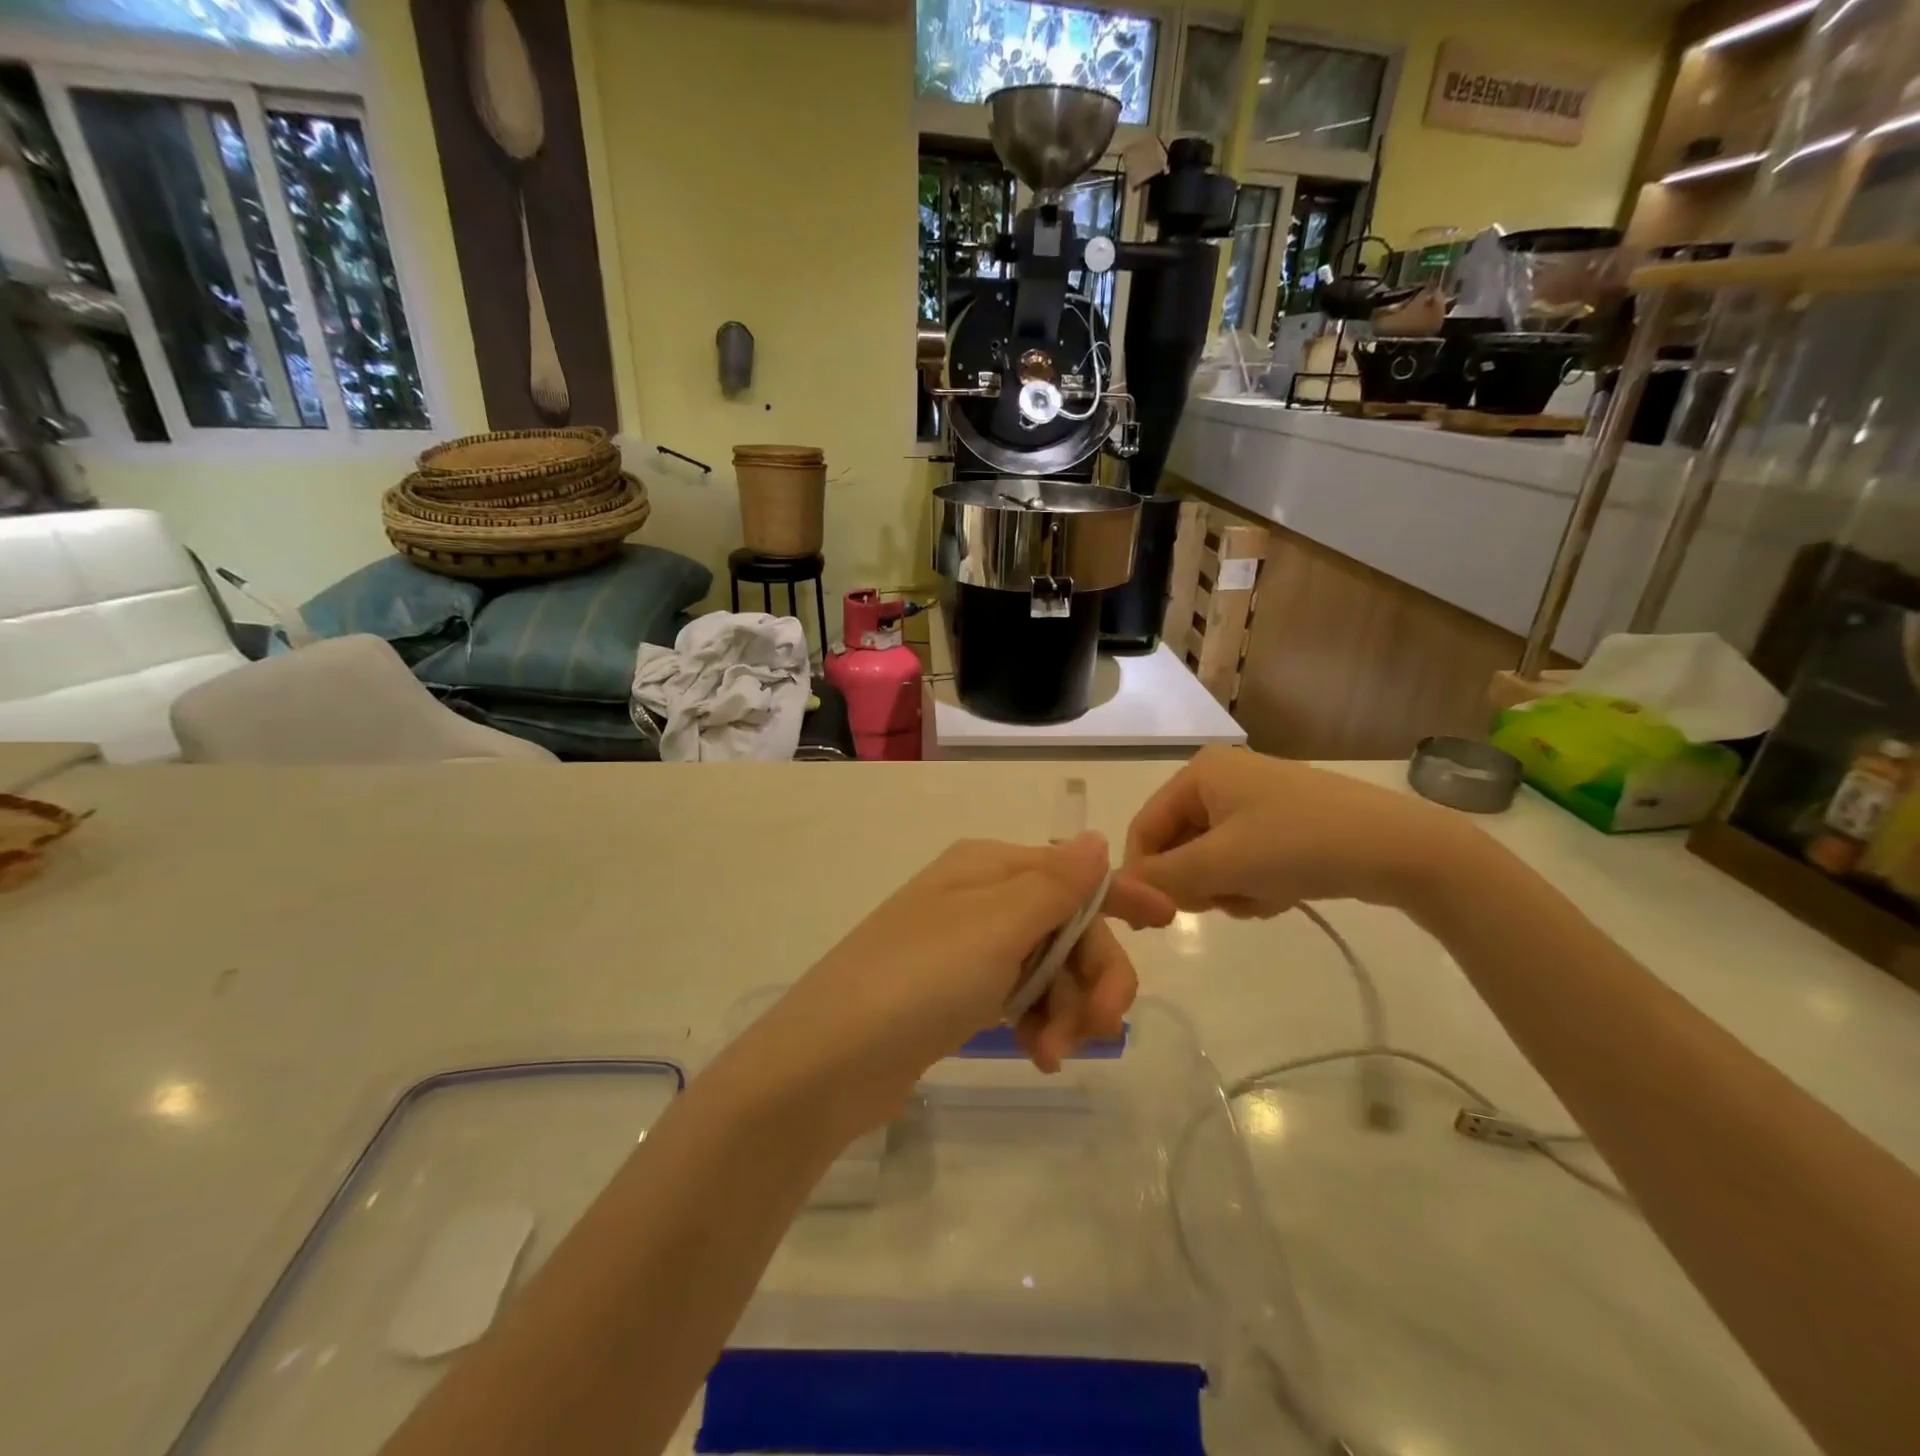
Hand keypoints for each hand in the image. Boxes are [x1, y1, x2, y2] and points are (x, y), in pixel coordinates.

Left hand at [754, 834, 1173, 1132]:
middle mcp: (980, 900)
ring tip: (1051, 1053)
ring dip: (1066, 1010)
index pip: (1071, 873)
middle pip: (1067, 927)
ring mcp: (967, 948)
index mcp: (988, 869)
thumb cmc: (917, 980)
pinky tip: (1037, 1055)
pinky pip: (1021, 997)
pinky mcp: (957, 995)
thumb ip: (1054, 885)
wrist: (828, 1060)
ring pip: (1049, 968)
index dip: (1121, 895)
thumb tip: (1095, 838)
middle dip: (1092, 976)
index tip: (1167, 922)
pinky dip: (1038, 1023)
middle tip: (1099, 1029)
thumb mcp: (994, 927)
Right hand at [1125, 747, 1465, 916]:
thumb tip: (1118, 889)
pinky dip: (1253, 883)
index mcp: (1200, 772)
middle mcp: (1222, 778)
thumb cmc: (1299, 844)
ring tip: (1262, 897)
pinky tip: (1282, 893)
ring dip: (1228, 888)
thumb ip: (1162, 878)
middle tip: (1224, 902)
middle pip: (1178, 844)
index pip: (1145, 827)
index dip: (1144, 873)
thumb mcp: (1222, 863)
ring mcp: (1256, 800)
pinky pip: (1243, 860)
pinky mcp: (1284, 823)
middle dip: (1198, 882)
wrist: (1402, 850)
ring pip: (1211, 859)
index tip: (1157, 917)